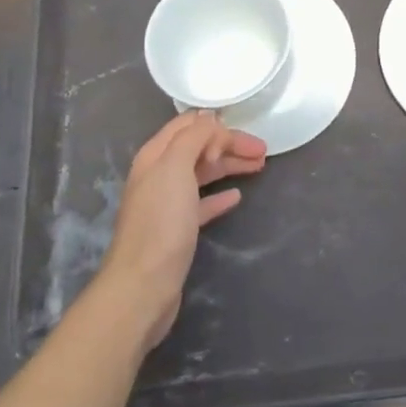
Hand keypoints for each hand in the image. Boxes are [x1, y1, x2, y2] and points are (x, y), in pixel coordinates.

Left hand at [100, 111, 265, 347]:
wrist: (143, 286)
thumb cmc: (161, 222)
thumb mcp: (176, 167)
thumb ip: (194, 137)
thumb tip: (210, 119)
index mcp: (156, 155)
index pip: (189, 125)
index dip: (217, 125)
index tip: (245, 134)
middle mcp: (159, 174)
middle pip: (199, 148)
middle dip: (230, 145)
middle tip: (262, 151)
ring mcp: (167, 203)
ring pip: (203, 173)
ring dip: (230, 166)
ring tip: (259, 166)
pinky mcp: (177, 229)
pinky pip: (202, 203)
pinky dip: (220, 195)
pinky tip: (236, 196)